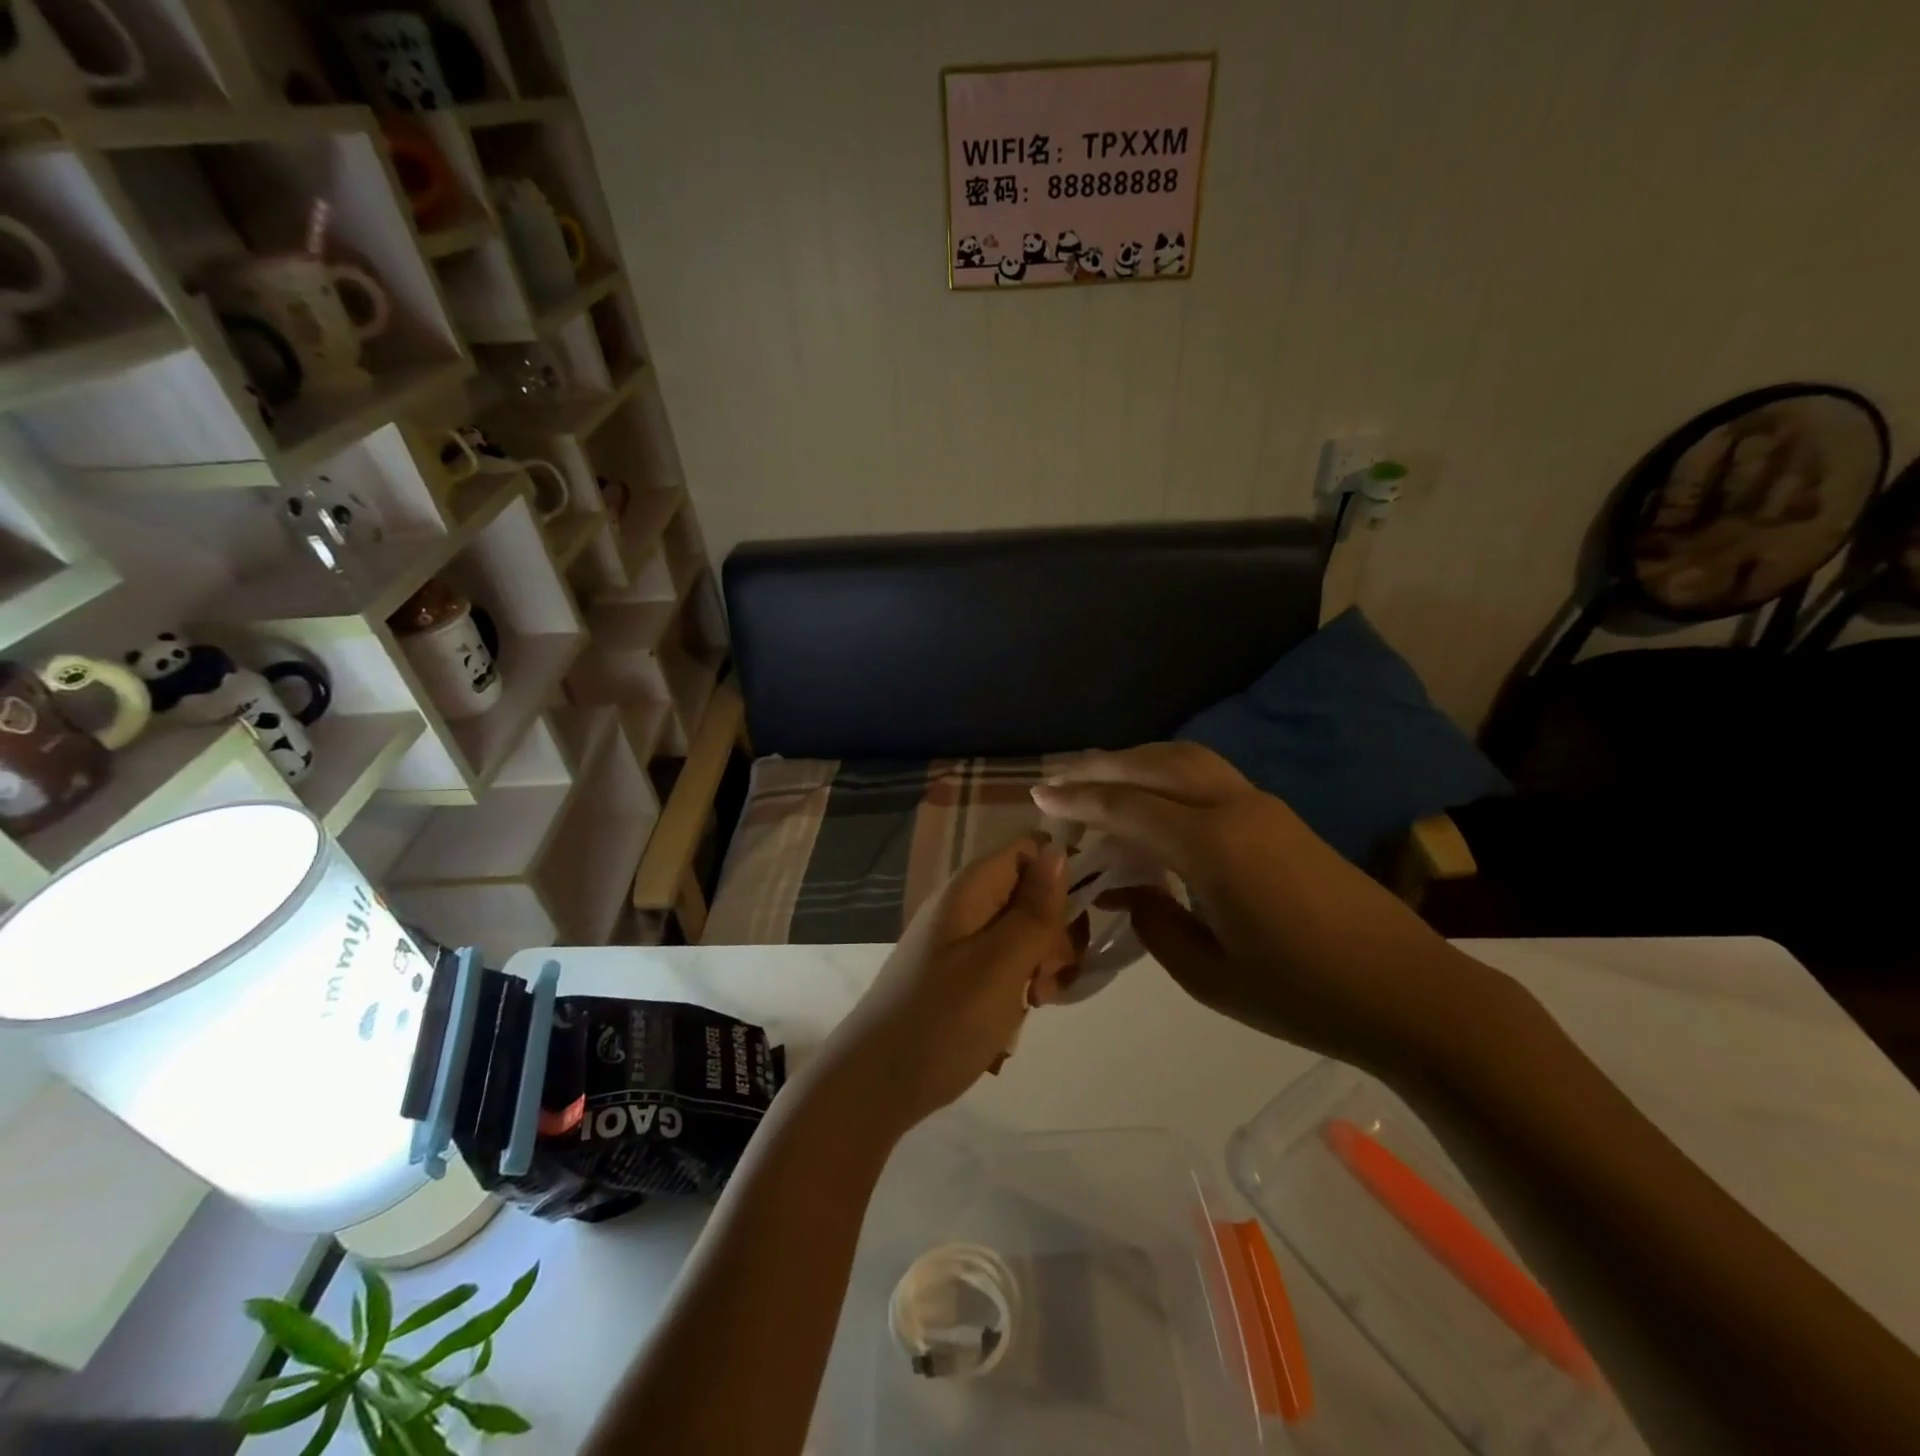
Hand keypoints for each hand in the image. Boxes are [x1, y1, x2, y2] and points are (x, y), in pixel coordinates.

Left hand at [821, 836, 1077, 1131]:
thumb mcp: (1001, 964)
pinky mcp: (957, 973)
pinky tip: (1016, 1016)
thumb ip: (1034, 910)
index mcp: (971, 888)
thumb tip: (1060, 850)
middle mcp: (965, 904)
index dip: (1061, 877)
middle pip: (1030, 892)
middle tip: (1048, 977)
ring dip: (1040, 964)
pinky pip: (1004, 963)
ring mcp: (959, 940)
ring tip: (1035, 1002)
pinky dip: (1018, 985)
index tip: (1072, 924)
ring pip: (1022, 932)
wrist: (875, 1085)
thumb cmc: (942, 1021)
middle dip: (1054, 931)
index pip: (1031, 849)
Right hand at [1031, 743, 1502, 1076]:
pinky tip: (1154, 797)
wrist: (1411, 994)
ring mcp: (1264, 807)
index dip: (1078, 800)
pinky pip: (1209, 777)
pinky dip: (1168, 775)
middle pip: (1156, 765)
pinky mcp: (1281, 818)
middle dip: (1102, 767)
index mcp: (1213, 846)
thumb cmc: (1304, 995)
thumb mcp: (1211, 975)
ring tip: (1100, 777)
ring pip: (1187, 760)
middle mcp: (1235, 809)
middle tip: (1060, 776)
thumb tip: (1127, 889)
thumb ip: (1156, 923)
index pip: (1128, 807)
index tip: (1038, 793)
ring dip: (1138, 762)